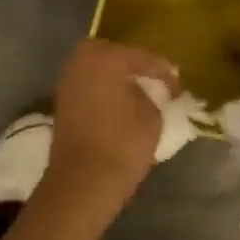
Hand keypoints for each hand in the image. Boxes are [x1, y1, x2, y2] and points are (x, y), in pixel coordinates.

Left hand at [47, 39, 179, 195]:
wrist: (82, 183)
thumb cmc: (122, 144)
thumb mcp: (152, 115)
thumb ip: (152, 94)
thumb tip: (146, 90)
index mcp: (105, 57)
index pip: (142, 57)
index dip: (164, 72)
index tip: (178, 88)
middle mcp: (81, 62)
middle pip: (116, 57)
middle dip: (137, 68)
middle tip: (157, 85)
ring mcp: (67, 82)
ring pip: (100, 71)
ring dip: (119, 80)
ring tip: (141, 96)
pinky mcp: (62, 104)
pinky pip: (90, 87)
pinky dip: (105, 92)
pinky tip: (121, 106)